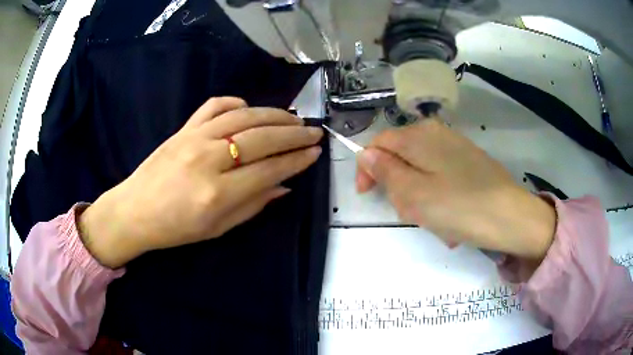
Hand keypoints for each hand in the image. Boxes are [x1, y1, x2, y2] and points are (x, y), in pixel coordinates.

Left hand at [79, 97, 322, 268]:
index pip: (269, 170)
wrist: (135, 210)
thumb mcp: (218, 228)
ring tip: (293, 118)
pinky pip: (214, 106)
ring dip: (273, 115)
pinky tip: (249, 109)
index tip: (314, 153)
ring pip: (243, 117)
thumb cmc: (175, 228)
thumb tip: (284, 186)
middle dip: (293, 134)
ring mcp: (194, 138)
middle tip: (313, 132)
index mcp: (217, 194)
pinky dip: (236, 103)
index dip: (296, 160)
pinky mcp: (183, 129)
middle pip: (261, 138)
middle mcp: (208, 160)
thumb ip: (253, 205)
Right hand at [356, 118, 555, 260]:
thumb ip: (385, 171)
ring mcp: (455, 147)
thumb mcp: (414, 193)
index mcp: (419, 136)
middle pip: (400, 157)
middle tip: (409, 214)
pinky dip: (437, 198)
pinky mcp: (468, 162)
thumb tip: (366, 154)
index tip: (367, 196)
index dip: (367, 168)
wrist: (511, 217)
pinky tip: (449, 217)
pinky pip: (440, 178)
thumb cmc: (459, 207)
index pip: (378, 143)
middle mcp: (436, 133)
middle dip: (398, 186)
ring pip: (420, 171)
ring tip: (433, 222)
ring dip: (419, 197)